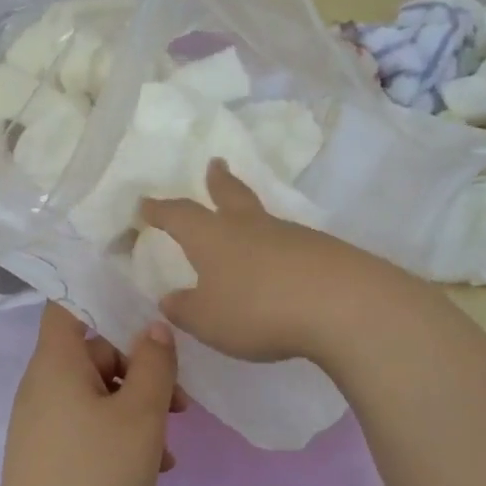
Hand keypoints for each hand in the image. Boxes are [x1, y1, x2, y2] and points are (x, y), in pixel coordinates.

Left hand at [0, 305, 184, 485]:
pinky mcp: (46, 454)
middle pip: (94, 354)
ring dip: (137, 410)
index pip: (68, 305)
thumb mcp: (141, 414)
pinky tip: (151, 468)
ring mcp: (41, 422)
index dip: (102, 296)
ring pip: (97, 395)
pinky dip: (119, 435)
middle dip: (141, 371)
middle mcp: (42, 385)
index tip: (144, 306)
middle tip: (180, 403)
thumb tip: (154, 327)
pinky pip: (87, 426)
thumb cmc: (96, 472)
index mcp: (57, 362)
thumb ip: (154, 363)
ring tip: (169, 445)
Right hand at [140, 160, 409, 363]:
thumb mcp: (208, 320)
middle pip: (230, 195)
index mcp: (213, 237)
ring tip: (246, 220)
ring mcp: (289, 235)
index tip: (145, 204)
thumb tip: (170, 298)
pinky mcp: (321, 251)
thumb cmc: (257, 309)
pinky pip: (290, 243)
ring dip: (250, 213)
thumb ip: (185, 309)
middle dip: (218, 182)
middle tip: (214, 165)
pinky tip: (282, 262)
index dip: (160, 210)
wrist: (339, 304)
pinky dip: (279, 247)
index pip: (179, 216)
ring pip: (262, 217)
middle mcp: (249, 226)